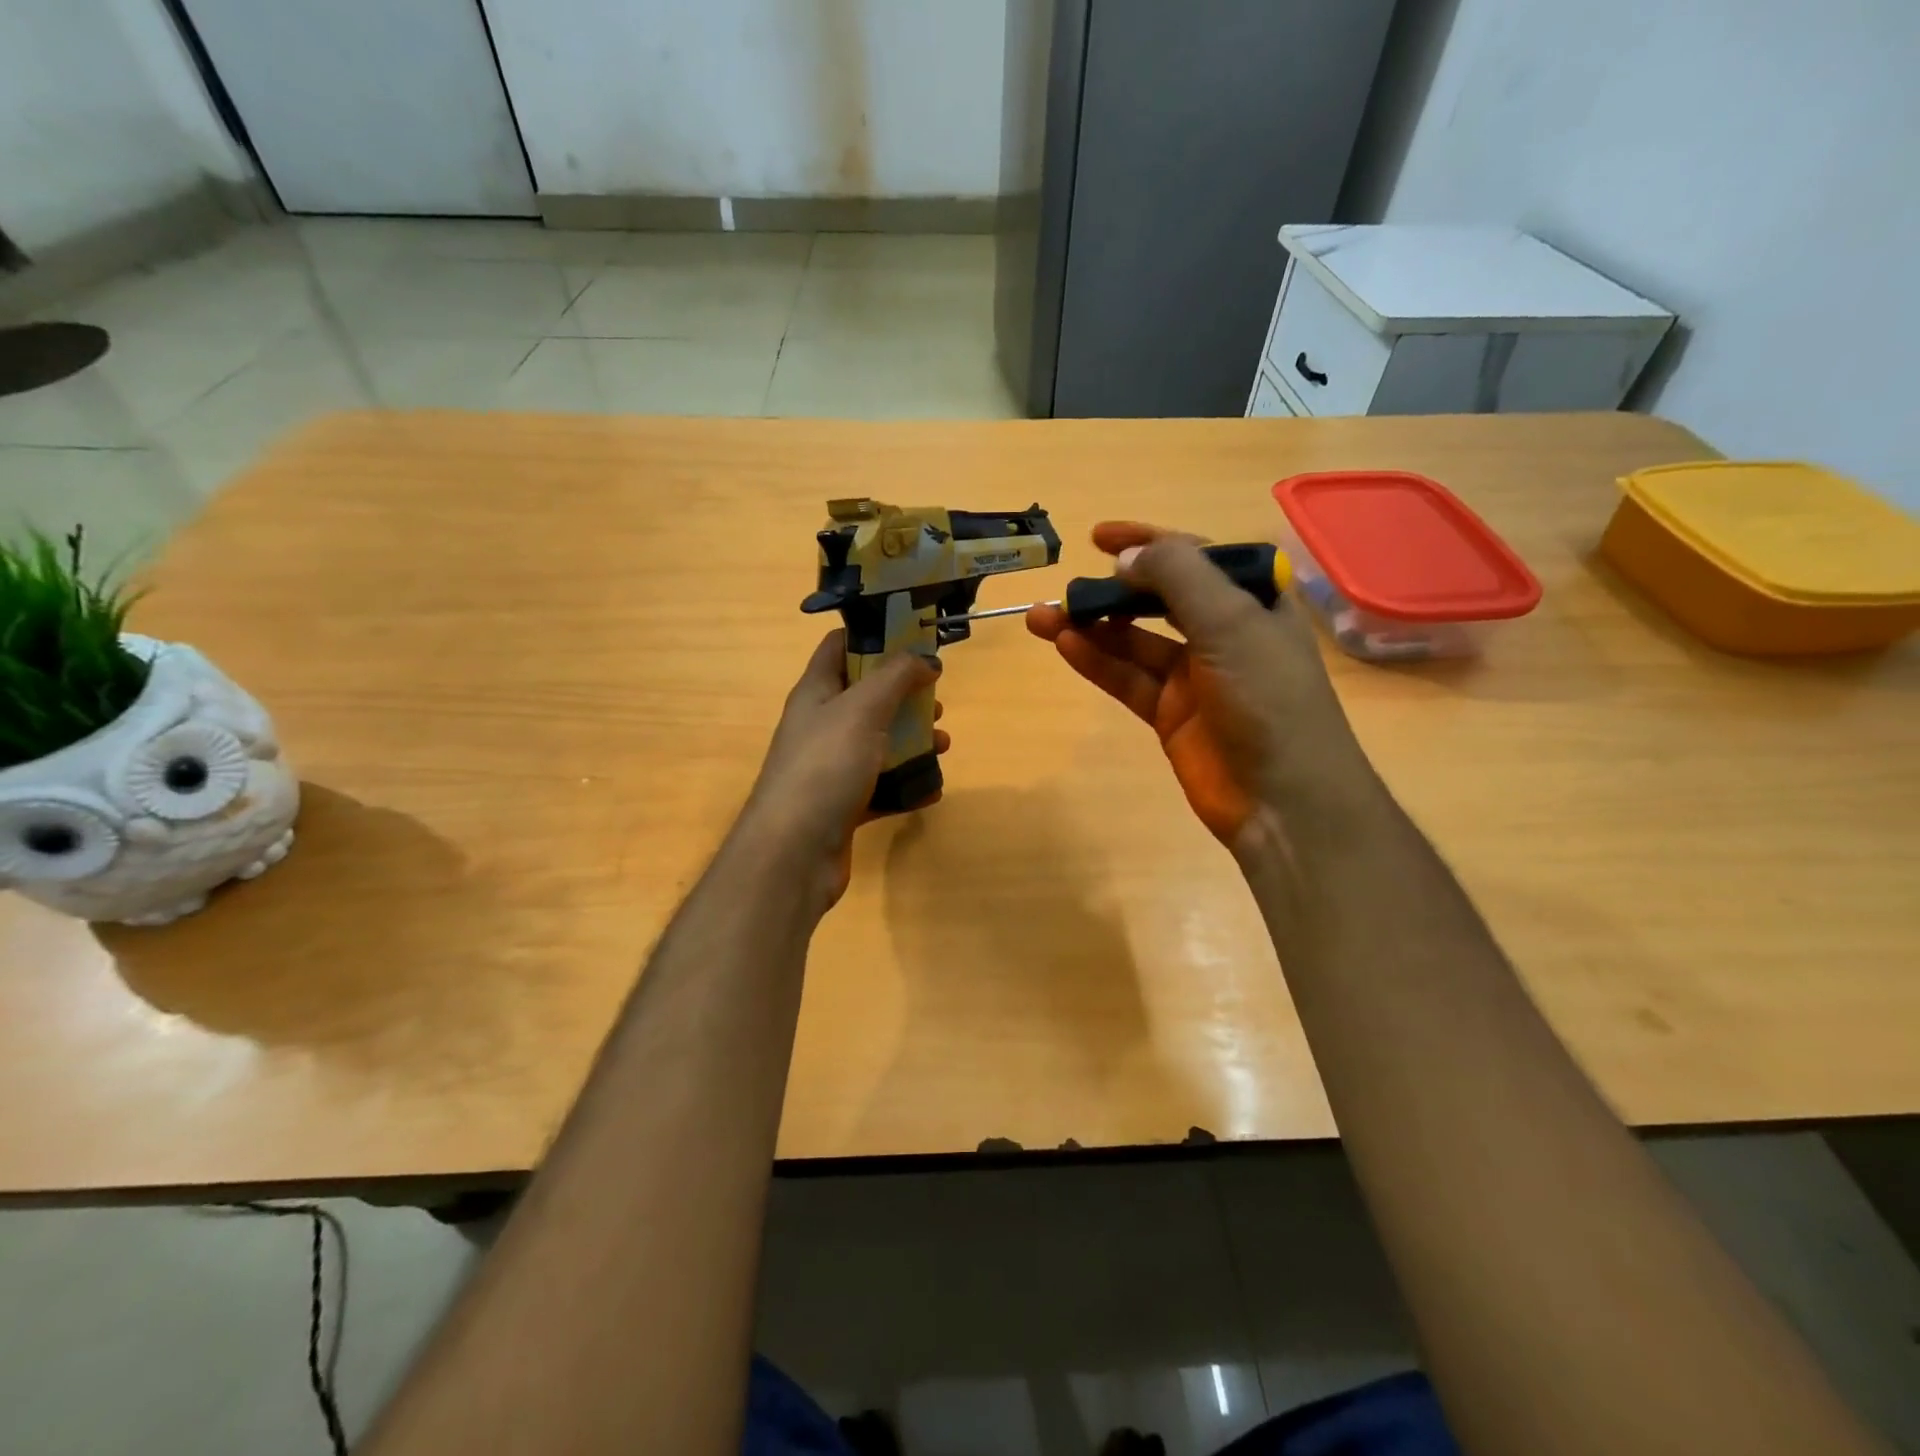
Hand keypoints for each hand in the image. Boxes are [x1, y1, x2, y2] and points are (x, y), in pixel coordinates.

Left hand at [736, 630, 945, 907]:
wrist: (793, 853)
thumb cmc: (825, 766)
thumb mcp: (863, 709)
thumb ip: (896, 677)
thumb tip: (926, 658)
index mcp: (816, 692)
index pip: (840, 646)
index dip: (876, 636)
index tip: (916, 638)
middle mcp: (821, 725)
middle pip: (867, 696)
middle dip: (905, 695)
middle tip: (936, 701)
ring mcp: (831, 767)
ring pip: (878, 742)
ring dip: (912, 740)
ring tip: (942, 744)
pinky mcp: (843, 804)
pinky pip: (881, 786)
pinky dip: (906, 785)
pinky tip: (931, 789)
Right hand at [1026, 522, 1375, 858]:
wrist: (1283, 800)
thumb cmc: (1268, 699)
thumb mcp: (1231, 623)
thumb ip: (1178, 578)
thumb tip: (1125, 557)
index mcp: (1253, 602)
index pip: (1196, 557)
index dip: (1149, 541)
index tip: (1099, 537)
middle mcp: (1224, 634)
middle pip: (1158, 599)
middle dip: (1112, 589)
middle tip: (1068, 586)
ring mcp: (1195, 677)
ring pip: (1134, 641)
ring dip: (1091, 627)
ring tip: (1043, 616)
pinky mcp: (1171, 715)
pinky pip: (1127, 679)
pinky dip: (1097, 662)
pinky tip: (1064, 646)